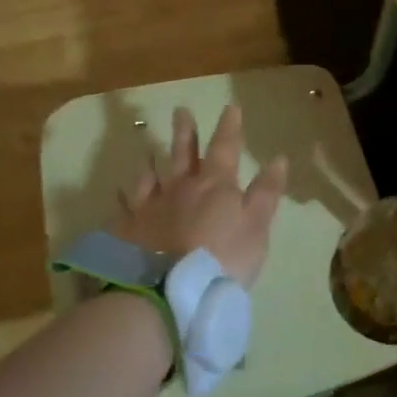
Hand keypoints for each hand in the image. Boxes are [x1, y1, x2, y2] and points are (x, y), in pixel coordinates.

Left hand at [113, 105, 288, 287]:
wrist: (170, 289)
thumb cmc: (223, 258)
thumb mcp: (256, 226)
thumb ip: (266, 193)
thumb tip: (278, 159)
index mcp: (214, 185)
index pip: (224, 148)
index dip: (229, 127)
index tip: (230, 107)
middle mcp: (179, 187)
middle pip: (182, 153)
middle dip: (185, 131)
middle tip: (180, 110)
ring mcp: (150, 207)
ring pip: (149, 176)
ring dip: (149, 161)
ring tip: (146, 149)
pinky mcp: (127, 230)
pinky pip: (123, 208)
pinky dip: (122, 198)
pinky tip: (118, 193)